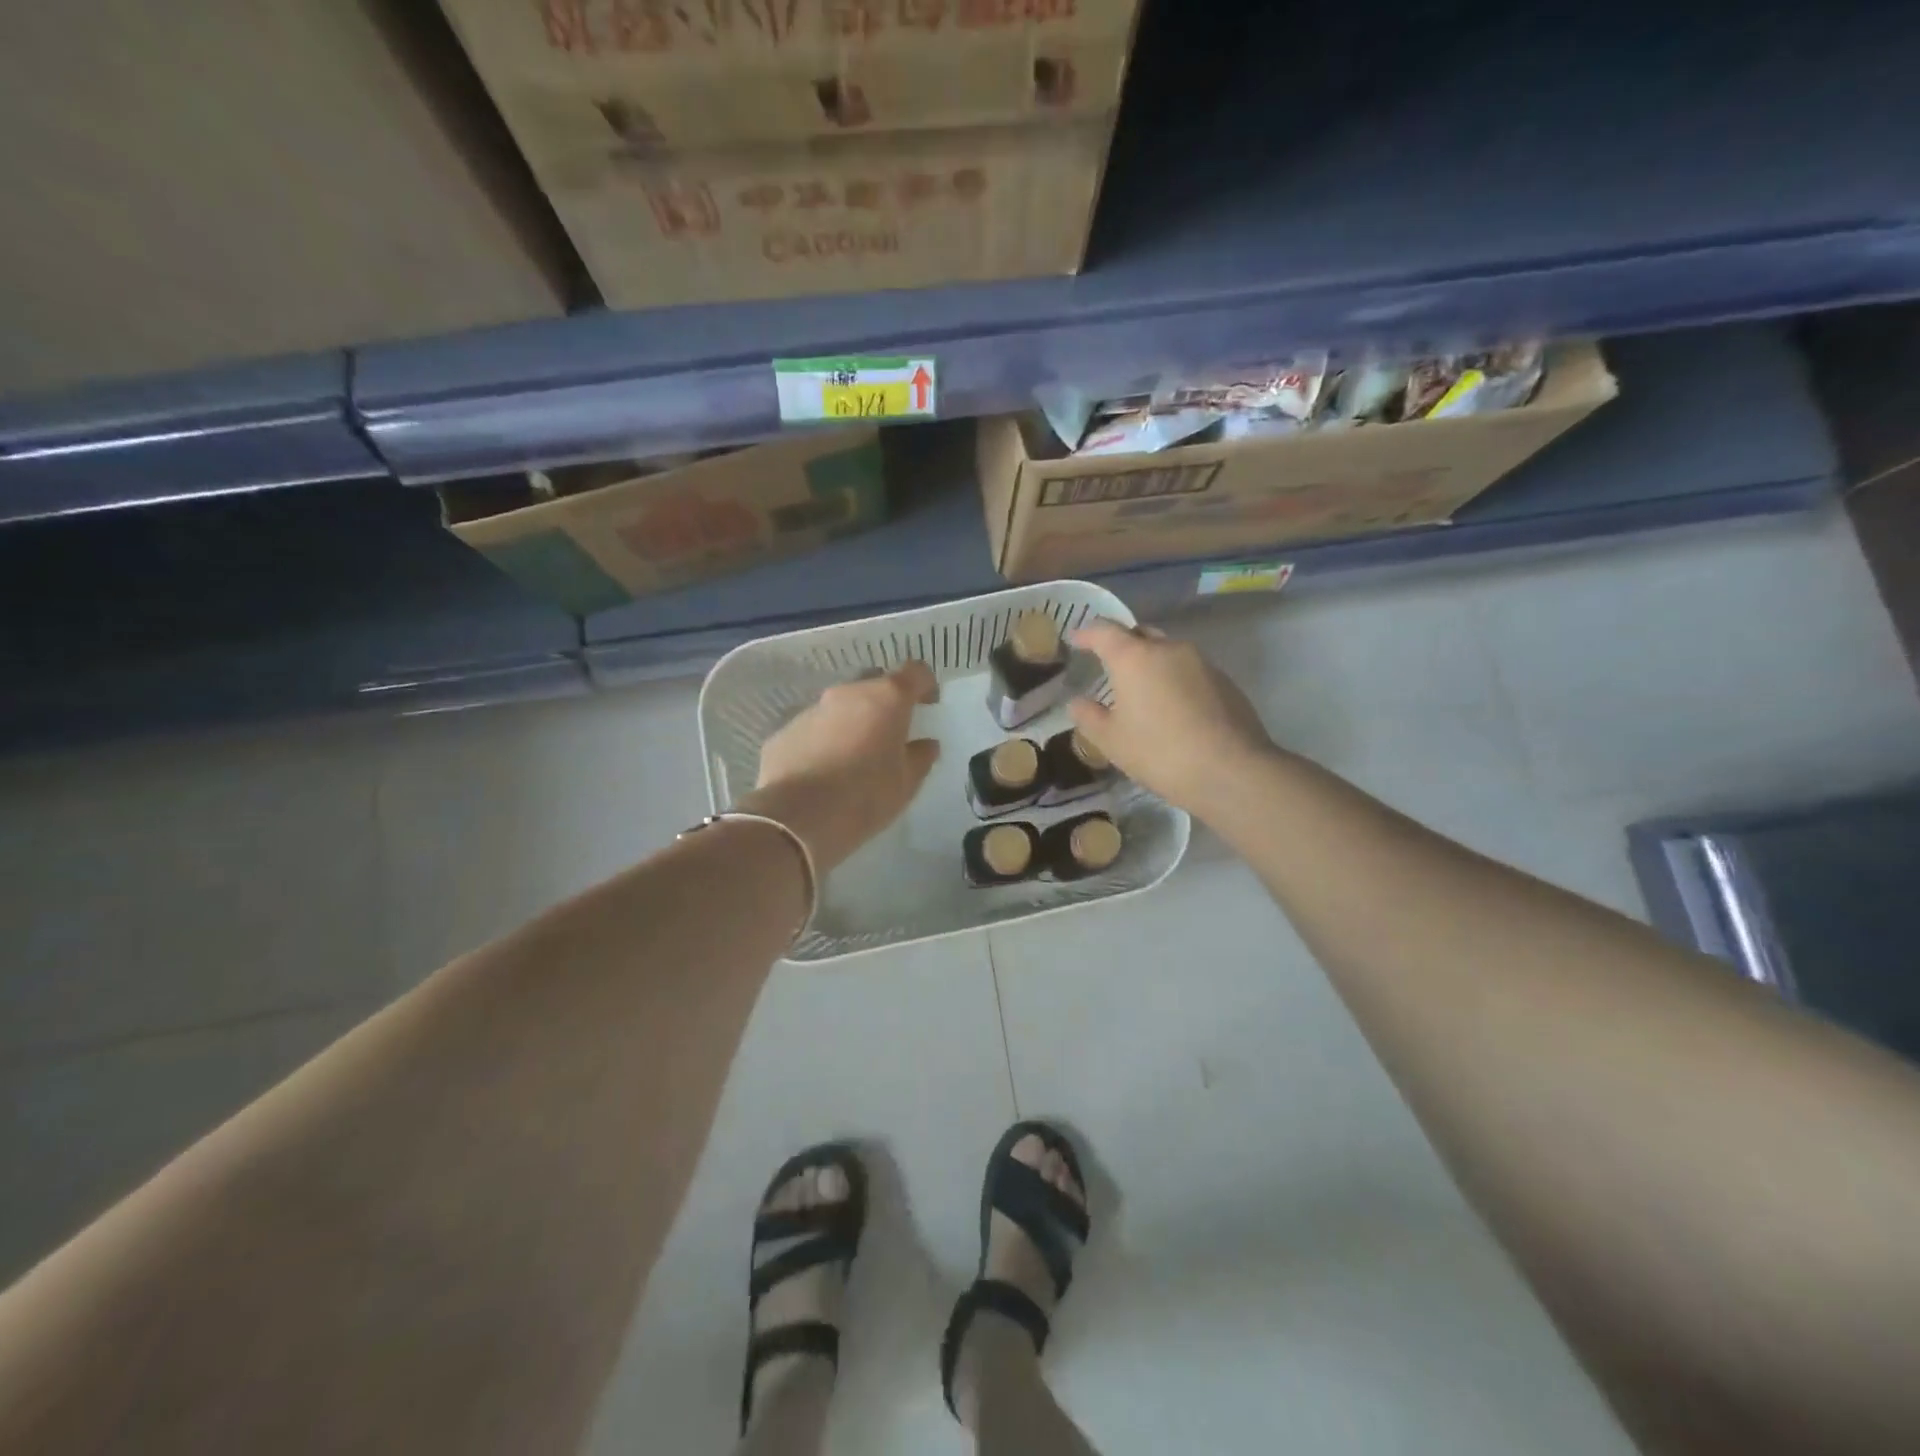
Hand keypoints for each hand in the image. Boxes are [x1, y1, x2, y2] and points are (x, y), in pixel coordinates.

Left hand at [743, 662, 940, 871]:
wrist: (797, 818)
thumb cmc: (865, 796)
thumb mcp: (907, 783)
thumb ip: (920, 757)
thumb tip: (926, 744)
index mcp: (886, 699)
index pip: (914, 672)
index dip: (925, 685)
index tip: (928, 706)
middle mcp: (847, 693)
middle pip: (874, 686)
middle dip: (886, 705)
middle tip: (891, 736)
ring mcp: (812, 710)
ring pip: (841, 708)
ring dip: (853, 723)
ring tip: (855, 758)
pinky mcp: (785, 732)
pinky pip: (815, 729)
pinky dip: (825, 741)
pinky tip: (825, 772)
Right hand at [1068, 621, 1275, 816]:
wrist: (1231, 770)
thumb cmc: (1159, 752)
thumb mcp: (1111, 741)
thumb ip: (1088, 716)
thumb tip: (1077, 702)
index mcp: (1134, 657)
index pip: (1104, 631)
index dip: (1086, 633)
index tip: (1075, 640)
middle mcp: (1169, 649)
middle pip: (1140, 634)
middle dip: (1122, 644)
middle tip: (1109, 665)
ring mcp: (1201, 662)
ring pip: (1168, 652)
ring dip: (1151, 663)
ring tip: (1142, 690)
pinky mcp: (1224, 681)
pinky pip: (1190, 671)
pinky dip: (1175, 680)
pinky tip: (1173, 708)